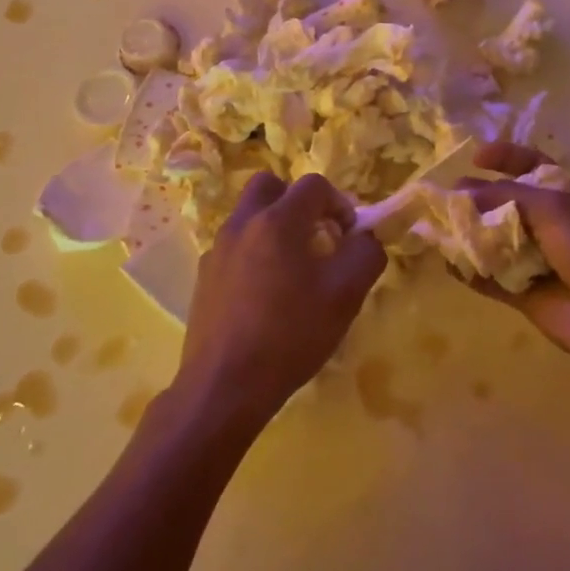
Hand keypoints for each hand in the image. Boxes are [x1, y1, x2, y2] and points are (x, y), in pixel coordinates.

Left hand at [175, 171, 386, 432]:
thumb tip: (366, 237)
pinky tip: (265, 295)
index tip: (347, 237)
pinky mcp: (204, 275)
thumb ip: (365, 254)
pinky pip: (235, 246)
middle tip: (316, 237)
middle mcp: (242, 223)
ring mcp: (217, 249)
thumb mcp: (345, 295)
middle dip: (298, 203)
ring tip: (293, 270)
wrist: (225, 385)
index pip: (313, 185)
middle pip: (271, 186)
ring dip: (275, 227)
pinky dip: (255, 253)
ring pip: (250, 216)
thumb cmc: (291, 335)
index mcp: (277, 221)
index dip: (339, 203)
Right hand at [462, 142, 569, 368]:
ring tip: (434, 229)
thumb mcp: (552, 207)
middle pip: (503, 203)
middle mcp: (546, 222)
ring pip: (492, 240)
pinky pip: (489, 278)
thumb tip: (460, 191)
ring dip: (466, 234)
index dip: (504, 156)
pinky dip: (469, 271)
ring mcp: (533, 258)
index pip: (529, 164)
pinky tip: (448, 264)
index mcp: (561, 194)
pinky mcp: (522, 292)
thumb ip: (504, 196)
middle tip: (441, 199)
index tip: (474, 157)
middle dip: (474, 198)